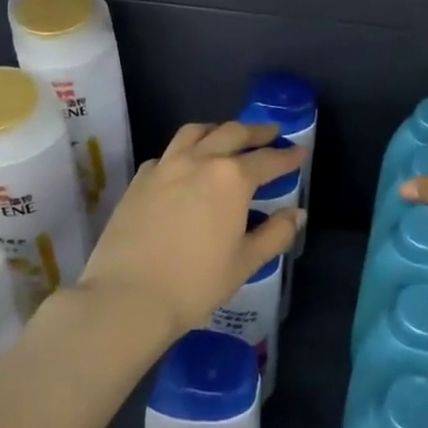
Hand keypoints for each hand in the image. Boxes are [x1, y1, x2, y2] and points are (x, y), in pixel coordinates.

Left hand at [80, 120, 304, 339]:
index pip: (268, 160)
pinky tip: (185, 166)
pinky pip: (167, 153)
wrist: (126, 297)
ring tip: (227, 137)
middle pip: (232, 133)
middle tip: (271, 134)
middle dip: (256, 133)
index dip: (288, 156)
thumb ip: (275, 234)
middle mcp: (199, 160)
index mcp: (231, 179)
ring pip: (195, 132)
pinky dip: (184, 151)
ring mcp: (165, 166)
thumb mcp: (245, 263)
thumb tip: (297, 213)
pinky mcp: (139, 179)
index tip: (301, 152)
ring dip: (218, 130)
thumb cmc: (195, 284)